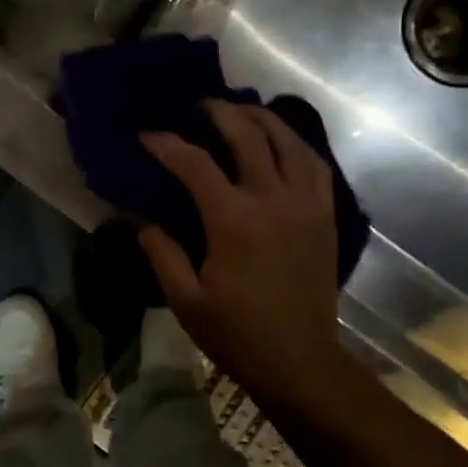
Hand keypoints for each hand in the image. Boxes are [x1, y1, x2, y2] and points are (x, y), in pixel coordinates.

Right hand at [140, 101, 345, 406]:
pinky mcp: (325, 216)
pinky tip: (284, 143)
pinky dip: (297, 146)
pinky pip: (316, 166)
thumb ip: (162, 253)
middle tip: (199, 105)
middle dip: (220, 113)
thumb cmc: (237, 334)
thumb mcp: (186, 300)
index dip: (167, 144)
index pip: (195, 164)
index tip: (148, 135)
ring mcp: (306, 205)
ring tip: (243, 111)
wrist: (299, 360)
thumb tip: (142, 220)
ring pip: (289, 142)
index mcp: (233, 220)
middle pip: (248, 136)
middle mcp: (273, 200)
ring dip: (263, 119)